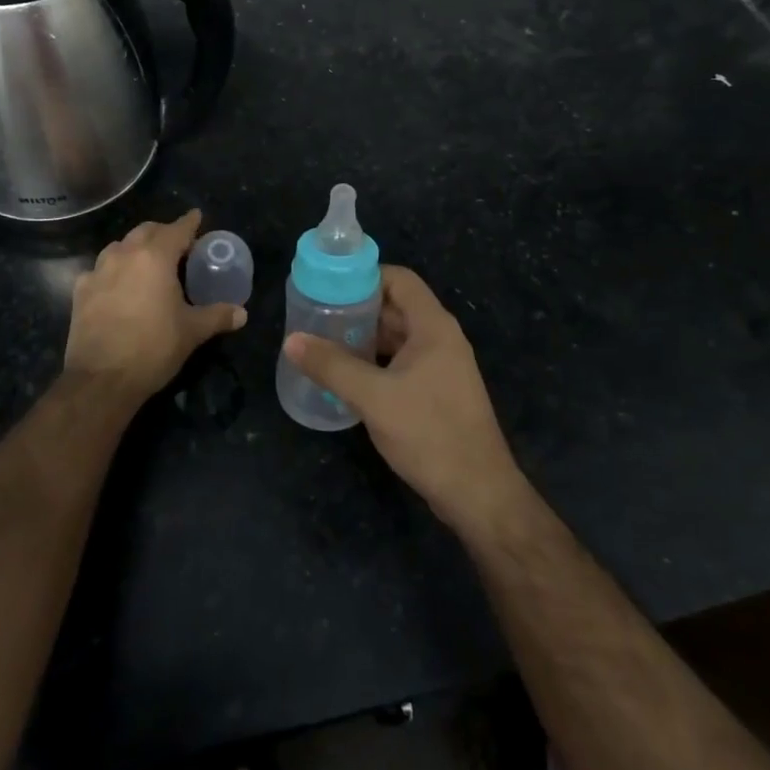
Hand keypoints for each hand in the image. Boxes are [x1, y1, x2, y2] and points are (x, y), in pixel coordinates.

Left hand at [64, 210, 246, 402]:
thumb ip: (218, 316)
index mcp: (155, 257)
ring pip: (120, 246)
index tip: (197, 216)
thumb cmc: (153, 348)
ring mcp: (98, 271)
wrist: (101, 379)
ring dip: (136, 247)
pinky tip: (118, 285)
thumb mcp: (192, 332)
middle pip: (146, 231)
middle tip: (178, 245)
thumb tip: (242, 313)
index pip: (177, 229)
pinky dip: (114, 270)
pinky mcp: (81, 291)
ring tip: (148, 262)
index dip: (190, 222)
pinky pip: (100, 269)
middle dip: (163, 232)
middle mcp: (124, 254)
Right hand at [285, 266, 526, 536]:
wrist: (478, 493)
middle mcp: (441, 339)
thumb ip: (332, 366)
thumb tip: (292, 340)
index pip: (399, 279)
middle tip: (317, 316)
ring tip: (324, 343)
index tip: (329, 287)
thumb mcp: (373, 397)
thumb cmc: (429, 433)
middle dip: (358, 309)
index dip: (365, 277)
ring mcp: (441, 367)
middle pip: (396, 307)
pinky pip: (401, 363)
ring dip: (365, 337)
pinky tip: (347, 376)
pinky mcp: (437, 393)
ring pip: (398, 337)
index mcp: (433, 326)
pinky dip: (375, 362)